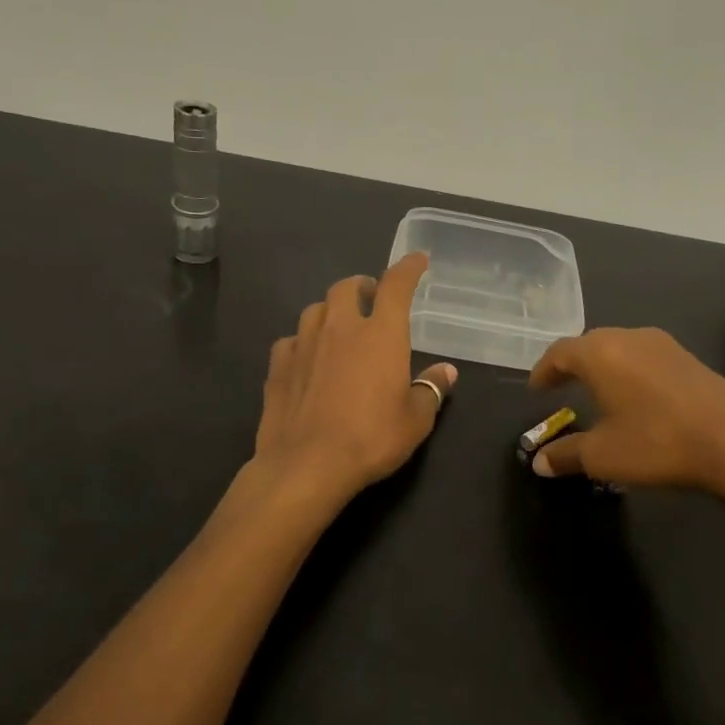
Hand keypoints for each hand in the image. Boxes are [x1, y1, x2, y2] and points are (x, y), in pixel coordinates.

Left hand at [254, 252, 457, 499]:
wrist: (306, 465)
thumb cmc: (371, 439)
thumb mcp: (415, 420)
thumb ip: (431, 390)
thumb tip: (446, 371)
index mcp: (381, 334)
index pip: (396, 286)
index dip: (408, 268)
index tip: (417, 260)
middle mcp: (340, 328)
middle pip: (347, 287)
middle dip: (362, 285)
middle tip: (372, 298)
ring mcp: (304, 344)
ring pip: (316, 309)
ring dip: (331, 310)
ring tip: (340, 327)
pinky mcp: (278, 365)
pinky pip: (292, 339)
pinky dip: (304, 341)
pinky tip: (308, 358)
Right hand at [526, 327, 724, 494]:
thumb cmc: (656, 442)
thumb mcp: (603, 455)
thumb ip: (567, 455)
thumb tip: (539, 462)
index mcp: (600, 353)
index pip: (560, 352)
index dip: (544, 370)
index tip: (536, 389)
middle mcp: (629, 338)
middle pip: (590, 344)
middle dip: (572, 365)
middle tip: (561, 387)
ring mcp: (664, 345)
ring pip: (620, 348)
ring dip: (603, 367)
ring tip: (597, 391)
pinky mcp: (689, 359)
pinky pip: (645, 358)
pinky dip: (629, 372)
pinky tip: (636, 397)